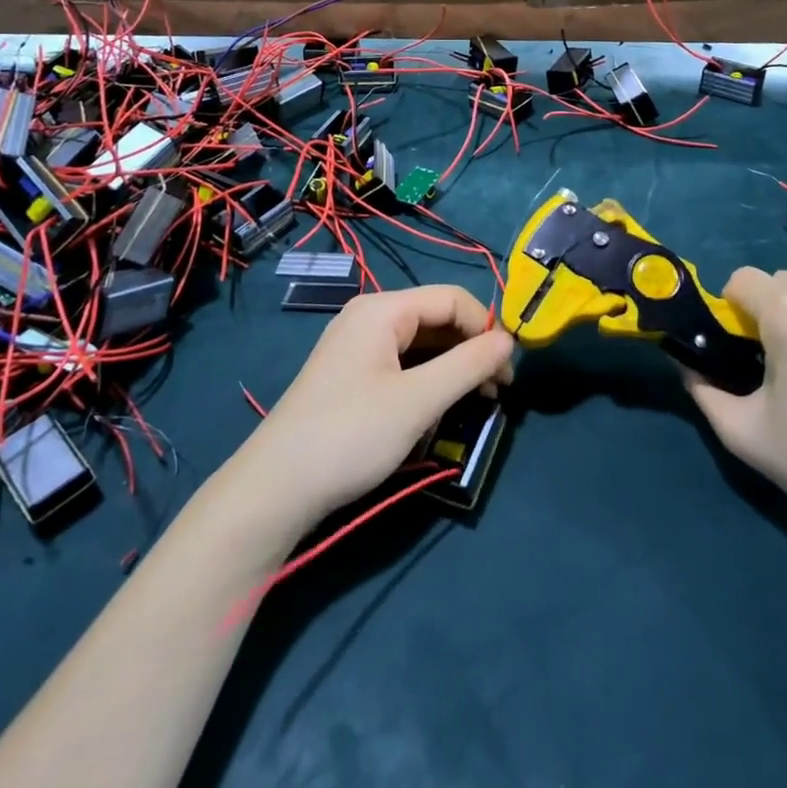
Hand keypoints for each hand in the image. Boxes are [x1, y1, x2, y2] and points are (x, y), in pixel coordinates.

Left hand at [233, 285, 514, 531]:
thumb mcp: (418, 401)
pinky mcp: (352, 376)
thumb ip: (468, 365)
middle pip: (436, 319)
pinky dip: (428, 381)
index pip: (452, 299)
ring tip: (478, 404)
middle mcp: (369, 317)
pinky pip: (402, 364)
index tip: (510, 372)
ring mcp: (357, 347)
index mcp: (383, 309)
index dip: (486, 328)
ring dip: (453, 369)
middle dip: (471, 350)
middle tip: (498, 394)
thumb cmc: (351, 434)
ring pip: (421, 344)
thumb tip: (509, 340)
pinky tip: (441, 409)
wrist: (276, 488)